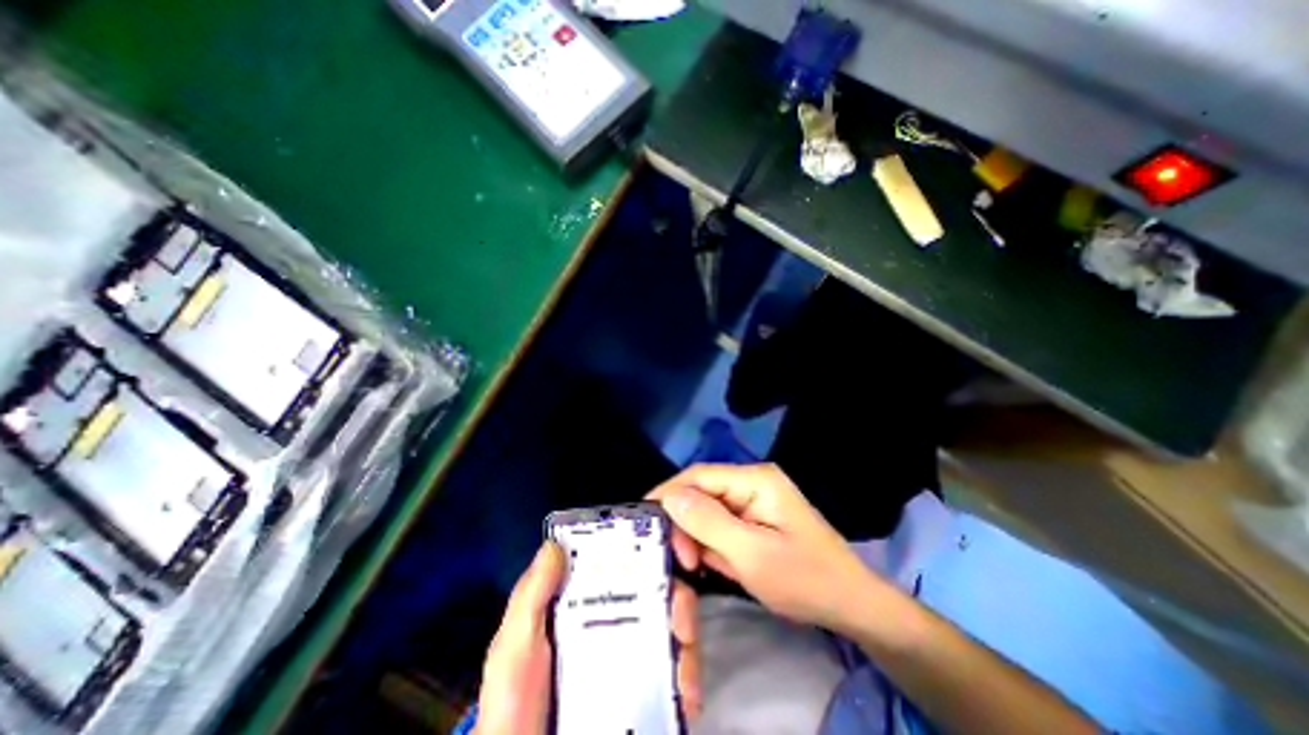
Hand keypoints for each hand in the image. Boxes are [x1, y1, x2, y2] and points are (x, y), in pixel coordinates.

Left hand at [472, 539, 692, 734]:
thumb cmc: (513, 702)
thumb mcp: (514, 645)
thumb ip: (531, 596)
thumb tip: (555, 544)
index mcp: (588, 602)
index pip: (624, 564)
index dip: (651, 550)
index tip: (672, 548)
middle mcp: (616, 621)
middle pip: (659, 593)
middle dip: (680, 599)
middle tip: (680, 620)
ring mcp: (632, 656)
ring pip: (673, 629)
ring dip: (688, 639)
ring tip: (684, 662)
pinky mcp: (645, 692)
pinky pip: (676, 676)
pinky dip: (688, 679)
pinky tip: (686, 695)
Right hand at [648, 464, 884, 630]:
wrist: (851, 605)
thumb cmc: (804, 579)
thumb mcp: (751, 554)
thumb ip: (708, 522)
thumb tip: (669, 498)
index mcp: (754, 479)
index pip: (699, 476)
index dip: (669, 493)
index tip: (644, 518)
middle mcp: (752, 483)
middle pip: (702, 493)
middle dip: (686, 523)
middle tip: (680, 559)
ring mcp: (754, 501)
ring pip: (709, 512)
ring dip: (699, 538)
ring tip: (699, 566)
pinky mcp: (755, 520)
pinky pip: (722, 526)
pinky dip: (714, 545)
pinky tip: (718, 565)